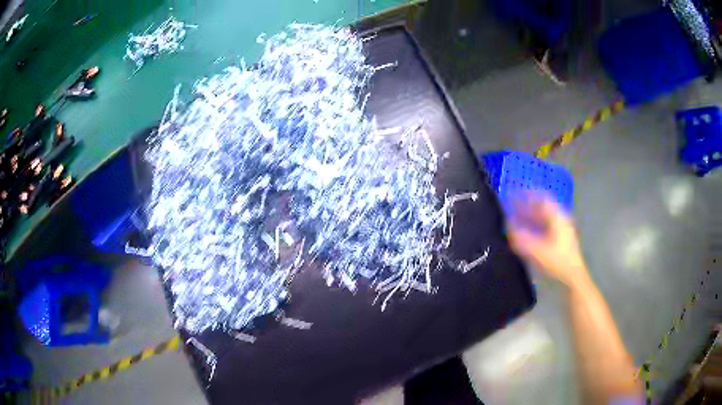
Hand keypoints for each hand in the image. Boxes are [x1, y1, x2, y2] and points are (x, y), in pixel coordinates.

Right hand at [507, 194, 588, 287]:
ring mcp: (562, 230)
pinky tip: (526, 234)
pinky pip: (546, 228)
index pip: (542, 199)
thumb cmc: (557, 262)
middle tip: (512, 208)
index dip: (528, 194)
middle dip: (527, 207)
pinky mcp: (561, 241)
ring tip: (516, 220)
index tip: (515, 193)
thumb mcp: (537, 251)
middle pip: (543, 208)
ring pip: (544, 218)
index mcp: (558, 218)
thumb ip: (521, 239)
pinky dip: (535, 227)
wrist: (573, 278)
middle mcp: (561, 220)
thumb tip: (508, 227)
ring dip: (530, 217)